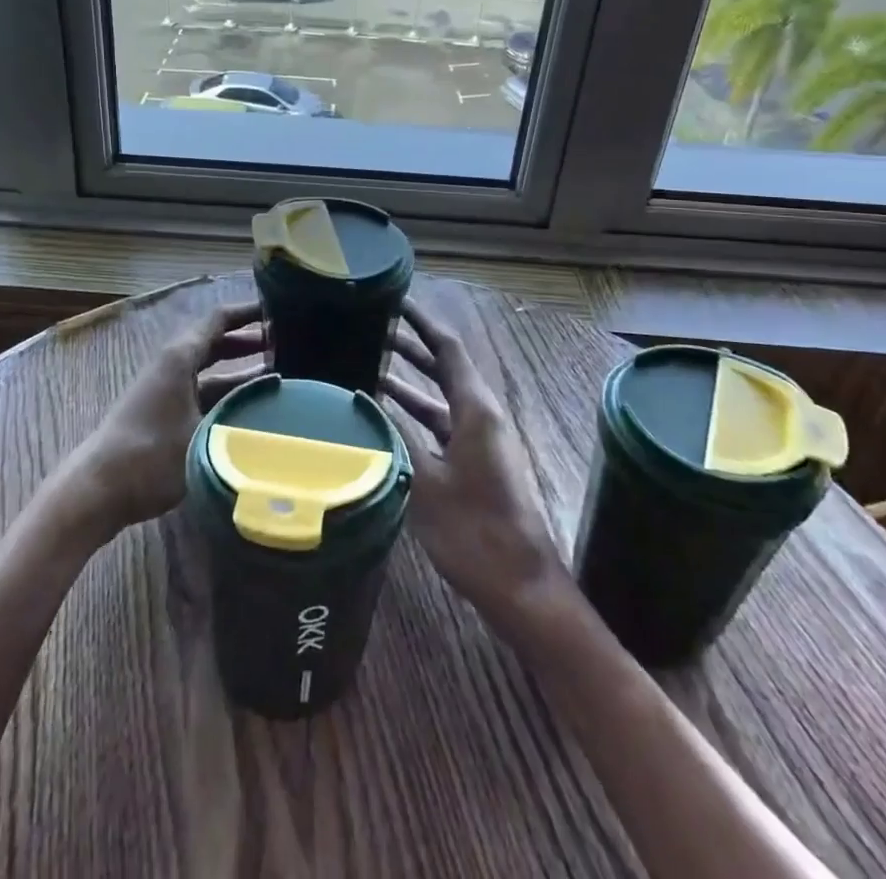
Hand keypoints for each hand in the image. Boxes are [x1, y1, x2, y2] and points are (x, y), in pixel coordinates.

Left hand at [71, 300, 265, 533]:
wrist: (98, 490)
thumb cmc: (152, 455)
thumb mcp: (205, 433)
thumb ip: (241, 415)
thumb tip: (278, 408)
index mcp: (179, 357)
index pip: (219, 319)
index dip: (248, 312)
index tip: (280, 310)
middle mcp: (172, 365)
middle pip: (215, 342)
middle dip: (249, 341)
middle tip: (286, 344)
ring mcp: (165, 389)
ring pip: (210, 370)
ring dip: (240, 370)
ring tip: (279, 374)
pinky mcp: (163, 413)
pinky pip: (202, 391)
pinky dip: (226, 393)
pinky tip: (249, 408)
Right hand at [382, 298, 568, 629]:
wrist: (519, 586)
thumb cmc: (473, 530)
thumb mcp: (425, 480)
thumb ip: (395, 435)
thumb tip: (365, 400)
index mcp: (476, 409)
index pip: (448, 348)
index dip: (422, 320)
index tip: (395, 299)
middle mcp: (481, 416)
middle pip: (445, 367)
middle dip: (412, 345)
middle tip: (373, 326)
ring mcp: (481, 441)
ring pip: (441, 397)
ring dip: (410, 381)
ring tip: (370, 364)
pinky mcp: (476, 463)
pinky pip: (442, 423)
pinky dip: (416, 413)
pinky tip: (388, 417)